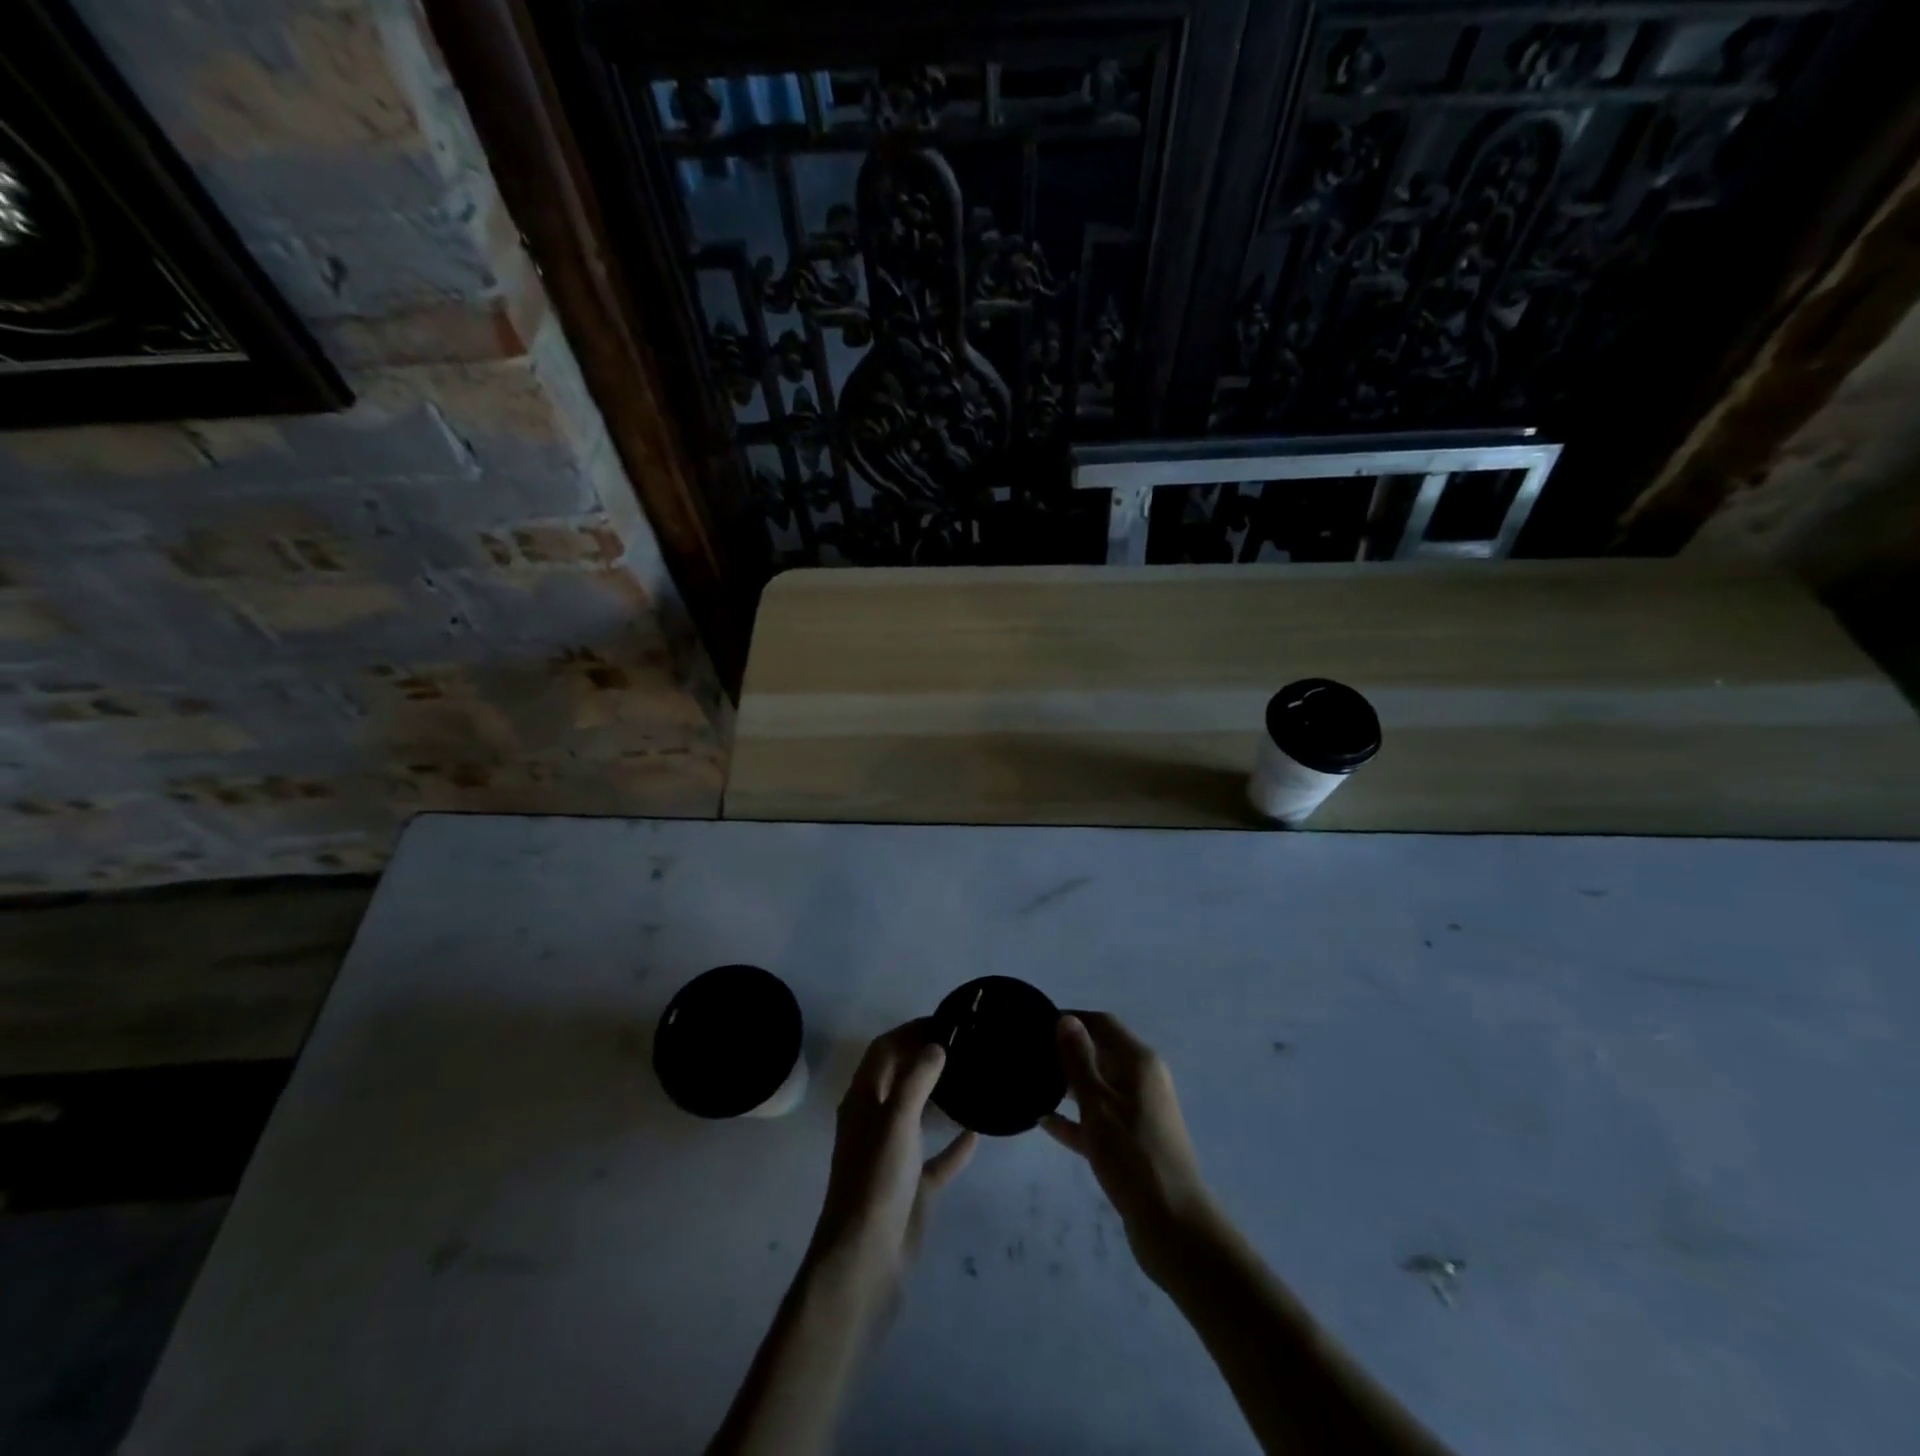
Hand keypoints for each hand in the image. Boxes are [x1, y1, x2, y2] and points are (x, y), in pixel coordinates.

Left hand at [805, 1022, 976, 1301]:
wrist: (865, 1261)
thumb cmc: (876, 1181)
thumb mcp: (897, 1121)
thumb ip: (917, 1079)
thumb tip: (936, 1045)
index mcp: (863, 1100)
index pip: (883, 1050)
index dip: (909, 1031)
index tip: (945, 1020)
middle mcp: (876, 1122)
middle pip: (900, 1077)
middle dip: (925, 1057)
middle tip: (965, 1044)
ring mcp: (894, 1156)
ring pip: (918, 1115)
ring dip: (940, 1096)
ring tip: (972, 1077)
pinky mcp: (912, 1188)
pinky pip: (937, 1158)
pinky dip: (954, 1144)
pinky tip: (978, 1132)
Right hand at [1043, 1012, 1214, 1278]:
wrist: (1172, 1225)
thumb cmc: (1132, 1154)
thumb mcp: (1097, 1103)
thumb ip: (1079, 1060)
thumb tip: (1065, 1018)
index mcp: (1139, 1062)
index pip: (1102, 1023)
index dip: (1070, 1019)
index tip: (1035, 1023)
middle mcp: (1141, 1080)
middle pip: (1100, 1053)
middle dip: (1065, 1052)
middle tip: (1027, 1054)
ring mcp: (1137, 1112)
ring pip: (1096, 1087)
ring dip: (1067, 1085)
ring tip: (1029, 1083)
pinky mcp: (1131, 1143)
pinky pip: (1097, 1119)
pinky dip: (1074, 1118)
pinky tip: (1043, 1122)